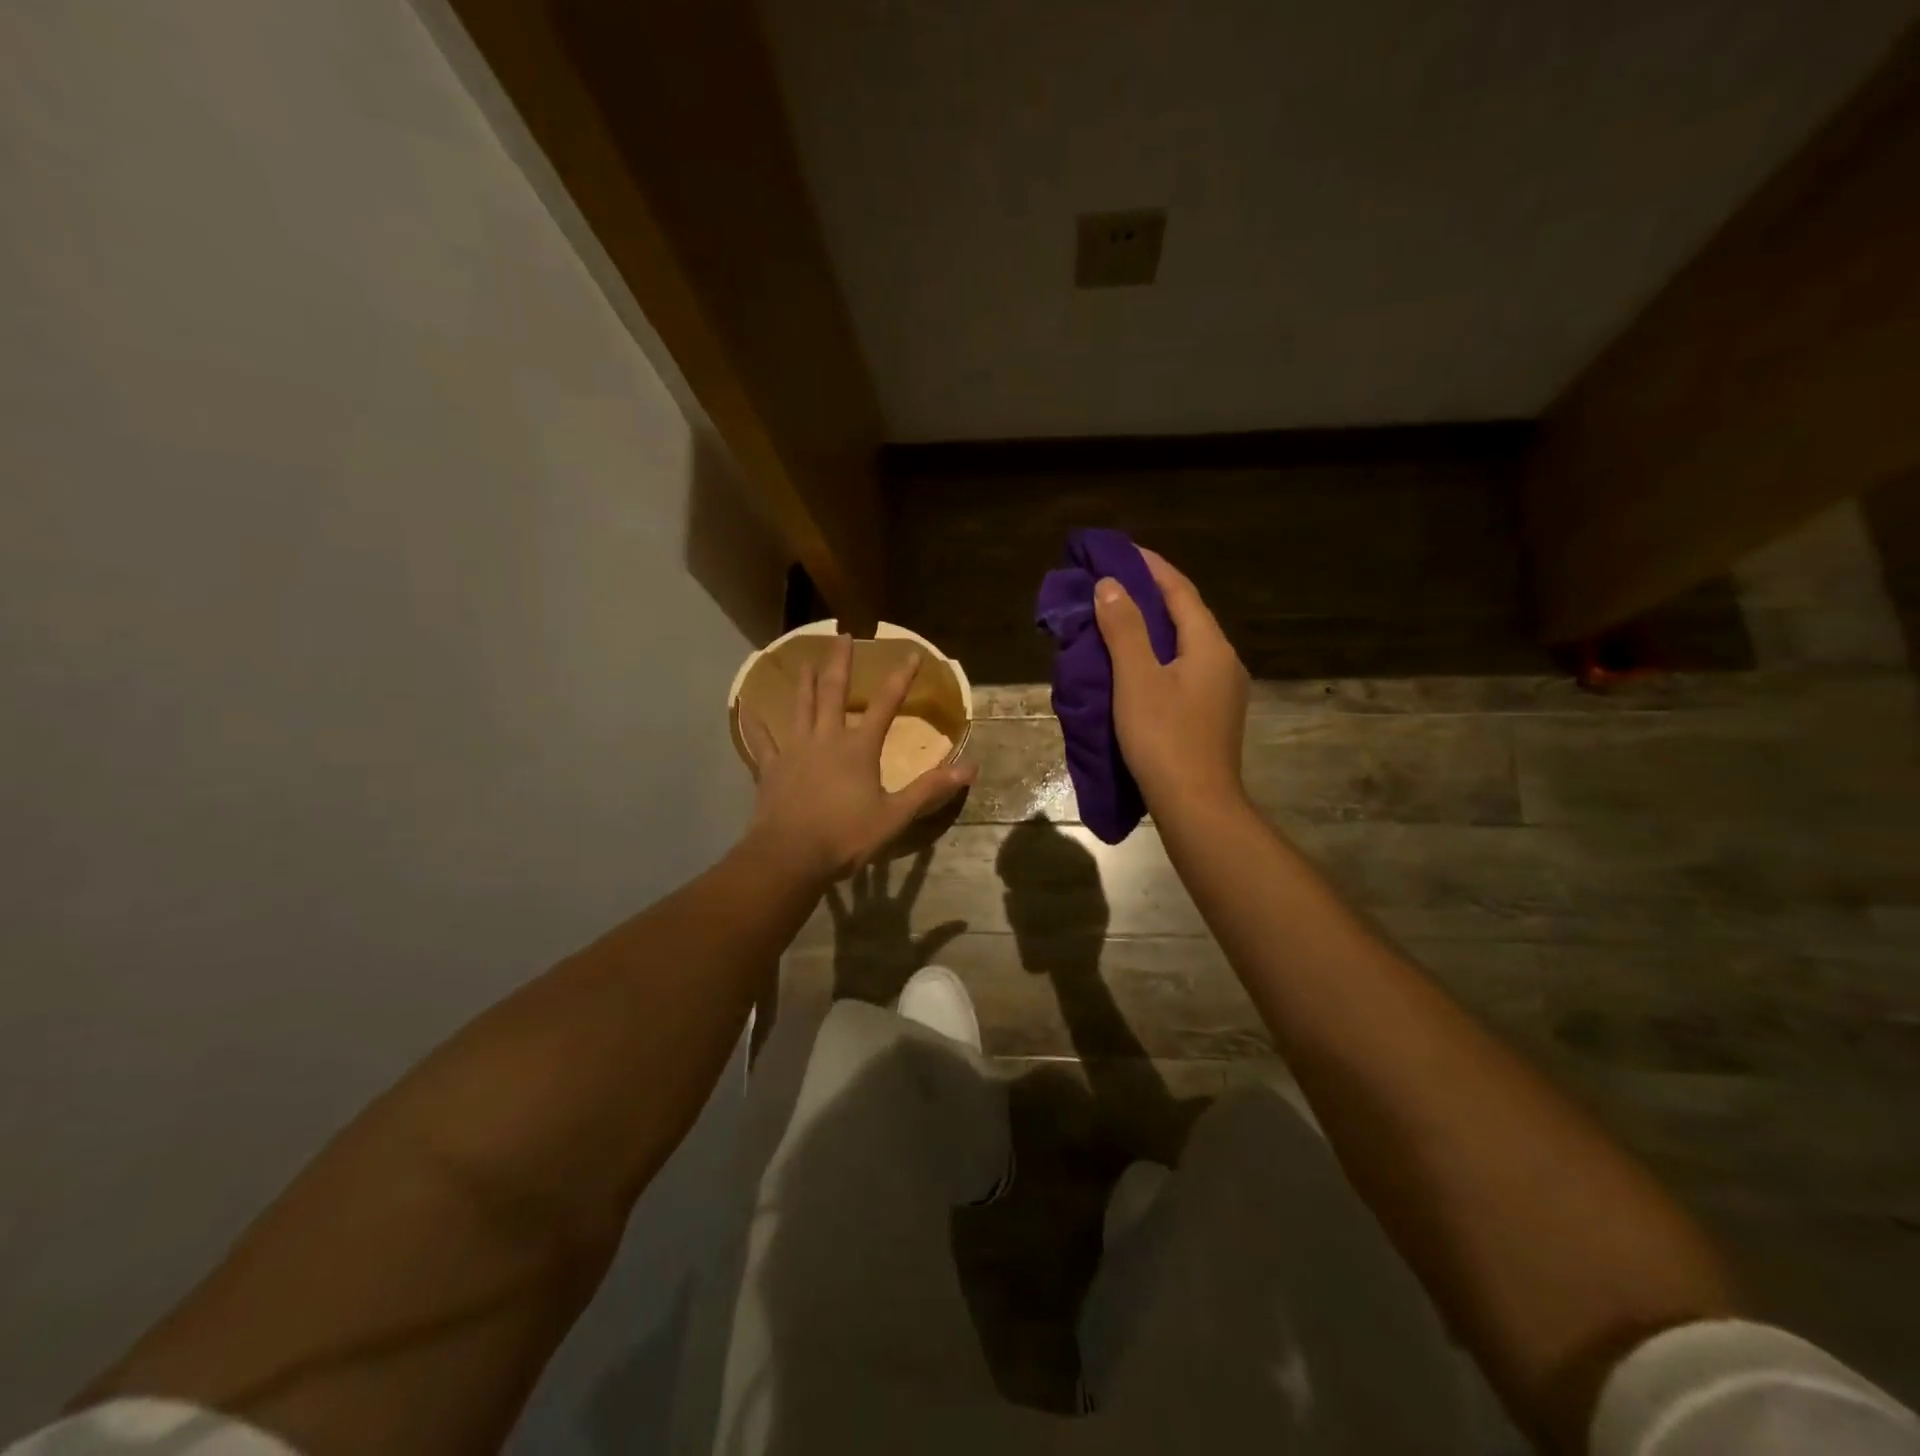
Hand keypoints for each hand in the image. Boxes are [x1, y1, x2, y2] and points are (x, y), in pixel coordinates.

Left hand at [740, 634, 976, 881]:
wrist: (790, 855)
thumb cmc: (846, 836)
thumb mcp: (895, 816)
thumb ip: (930, 789)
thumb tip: (970, 768)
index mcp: (858, 748)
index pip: (886, 705)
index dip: (901, 678)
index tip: (911, 654)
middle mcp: (826, 739)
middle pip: (833, 692)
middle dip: (840, 663)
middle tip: (842, 635)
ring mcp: (794, 750)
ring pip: (799, 707)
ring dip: (803, 682)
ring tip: (804, 661)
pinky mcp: (771, 768)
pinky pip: (762, 741)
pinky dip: (756, 725)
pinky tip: (748, 711)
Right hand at [1094, 549, 1248, 811]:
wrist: (1197, 805)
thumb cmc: (1164, 738)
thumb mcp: (1137, 679)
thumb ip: (1124, 628)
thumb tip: (1111, 585)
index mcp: (1209, 645)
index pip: (1180, 590)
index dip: (1150, 566)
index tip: (1119, 550)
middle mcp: (1223, 661)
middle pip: (1185, 614)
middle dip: (1149, 594)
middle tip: (1111, 583)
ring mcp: (1222, 690)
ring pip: (1184, 643)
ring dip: (1152, 626)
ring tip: (1116, 619)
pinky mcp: (1211, 714)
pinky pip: (1183, 668)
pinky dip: (1157, 655)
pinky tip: (1135, 665)